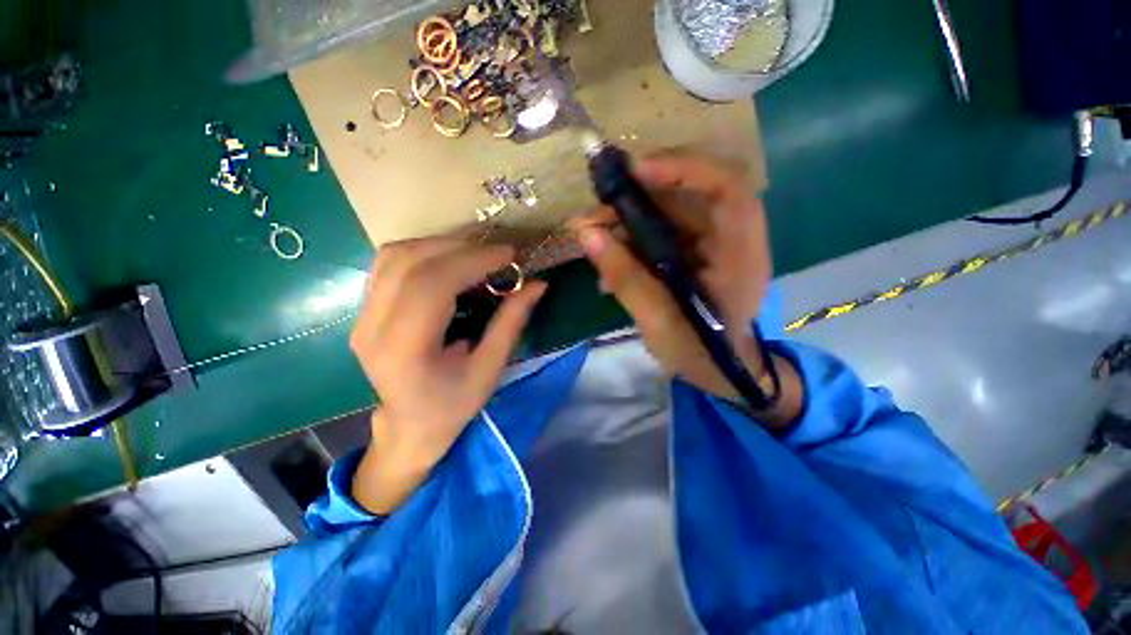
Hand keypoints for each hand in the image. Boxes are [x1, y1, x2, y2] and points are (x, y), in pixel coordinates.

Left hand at [349, 239, 546, 512]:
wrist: (409, 426)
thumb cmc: (452, 406)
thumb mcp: (489, 370)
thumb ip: (511, 323)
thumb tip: (537, 284)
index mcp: (404, 351)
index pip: (431, 285)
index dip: (472, 260)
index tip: (508, 254)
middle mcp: (372, 328)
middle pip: (410, 263)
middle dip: (461, 248)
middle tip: (497, 253)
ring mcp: (361, 316)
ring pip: (394, 255)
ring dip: (441, 245)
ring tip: (476, 253)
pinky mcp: (364, 310)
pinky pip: (389, 264)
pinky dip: (424, 252)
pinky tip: (449, 261)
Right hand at [569, 152, 801, 425]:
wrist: (719, 371)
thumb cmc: (698, 352)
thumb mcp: (658, 321)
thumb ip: (625, 277)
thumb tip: (586, 235)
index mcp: (739, 254)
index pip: (727, 188)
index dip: (684, 168)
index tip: (636, 171)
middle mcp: (731, 239)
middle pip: (689, 194)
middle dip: (638, 196)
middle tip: (596, 209)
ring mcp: (712, 245)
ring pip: (670, 211)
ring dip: (628, 218)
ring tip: (593, 234)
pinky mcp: (694, 253)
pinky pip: (661, 232)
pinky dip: (632, 239)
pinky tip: (610, 258)